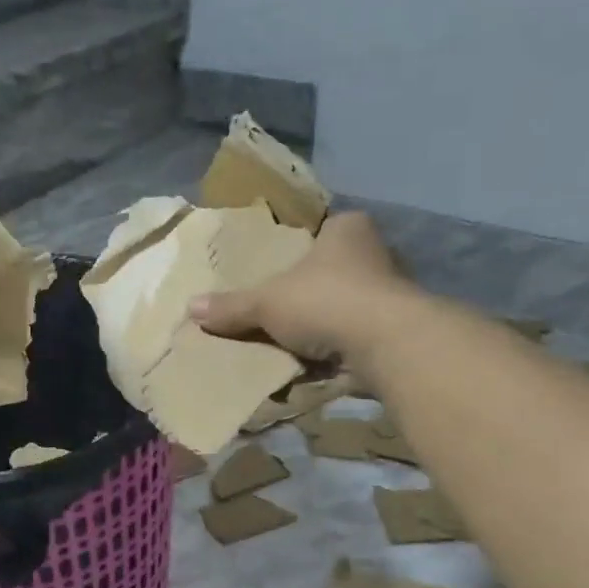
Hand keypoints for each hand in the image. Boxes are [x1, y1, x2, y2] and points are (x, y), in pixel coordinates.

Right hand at [190, 211, 413, 363]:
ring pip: (350, 302)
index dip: (302, 247)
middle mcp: (376, 252)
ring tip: (297, 337)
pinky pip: (360, 333)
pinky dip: (343, 345)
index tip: (282, 268)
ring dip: (329, 320)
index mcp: (348, 229)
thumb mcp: (266, 302)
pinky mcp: (398, 329)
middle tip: (283, 304)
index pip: (324, 228)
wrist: (385, 343)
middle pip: (336, 267)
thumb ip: (232, 306)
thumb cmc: (324, 301)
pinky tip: (321, 359)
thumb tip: (190, 307)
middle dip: (314, 287)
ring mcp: (392, 292)